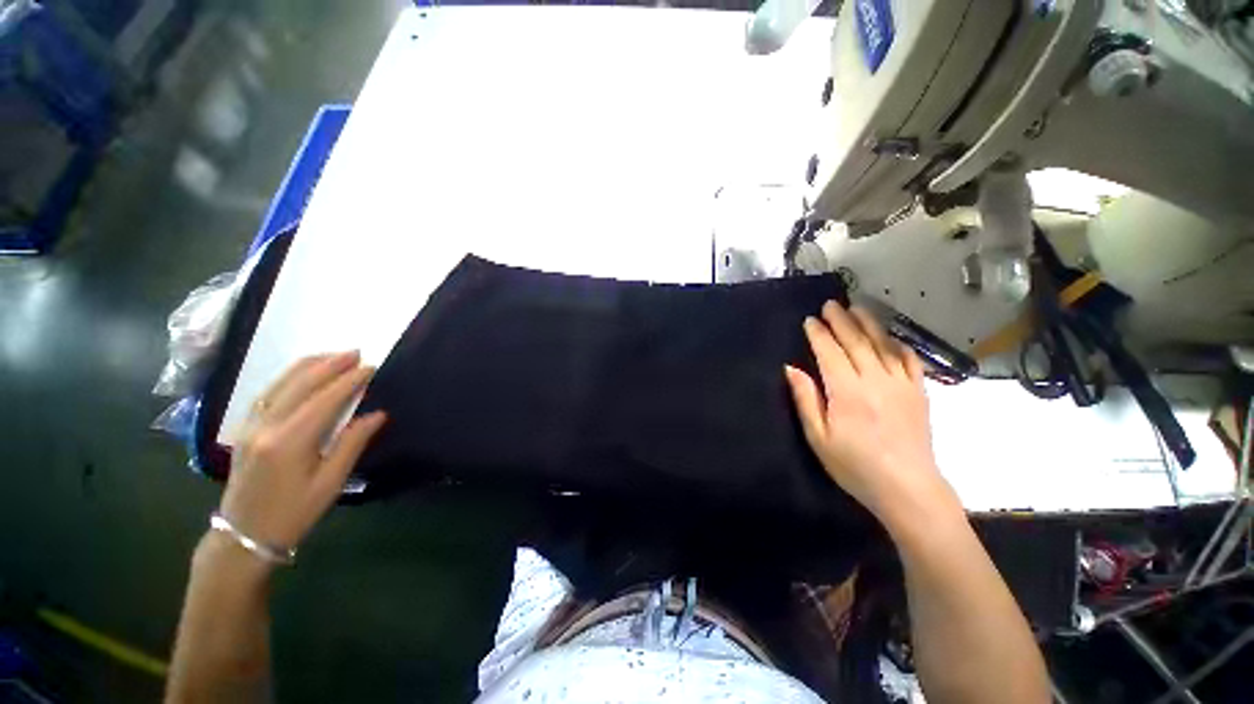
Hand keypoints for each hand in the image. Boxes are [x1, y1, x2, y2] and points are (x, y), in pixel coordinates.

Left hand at [220, 351, 386, 551]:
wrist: (243, 537)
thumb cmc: (293, 513)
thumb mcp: (330, 483)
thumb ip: (352, 443)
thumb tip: (378, 414)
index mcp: (289, 441)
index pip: (324, 400)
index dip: (349, 381)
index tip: (371, 367)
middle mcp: (266, 426)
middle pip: (300, 385)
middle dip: (329, 365)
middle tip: (356, 352)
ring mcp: (250, 427)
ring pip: (279, 385)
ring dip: (307, 366)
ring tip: (331, 355)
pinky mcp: (243, 431)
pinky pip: (266, 394)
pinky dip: (286, 378)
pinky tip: (299, 374)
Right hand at [785, 302, 956, 528]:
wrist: (907, 487)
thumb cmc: (854, 465)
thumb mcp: (818, 437)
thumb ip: (806, 399)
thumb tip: (791, 368)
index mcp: (847, 391)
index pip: (830, 352)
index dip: (819, 334)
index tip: (810, 320)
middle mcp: (875, 380)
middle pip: (856, 342)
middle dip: (841, 321)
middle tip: (830, 305)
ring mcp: (901, 384)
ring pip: (883, 344)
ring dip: (868, 323)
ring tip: (857, 307)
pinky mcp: (918, 392)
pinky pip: (909, 359)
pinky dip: (898, 344)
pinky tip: (890, 337)